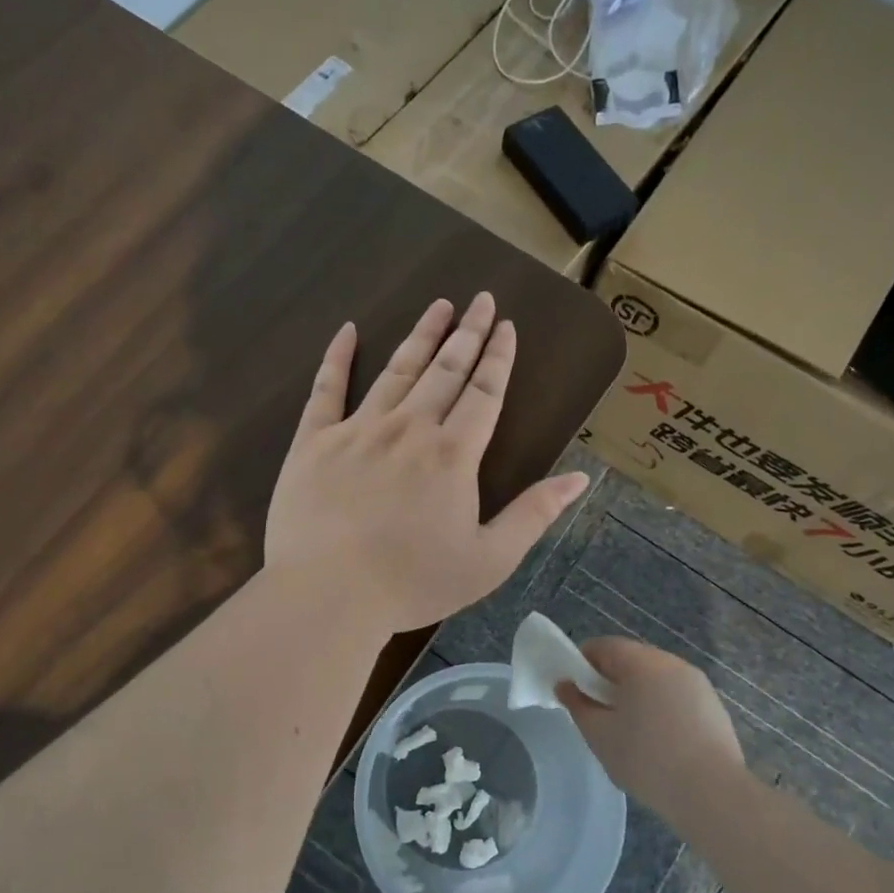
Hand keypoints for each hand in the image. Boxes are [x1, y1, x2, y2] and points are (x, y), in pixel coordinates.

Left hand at [265, 293, 588, 634]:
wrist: (328, 593)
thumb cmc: (412, 583)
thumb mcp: (489, 560)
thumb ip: (534, 515)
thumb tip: (579, 478)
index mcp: (453, 455)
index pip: (484, 393)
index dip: (498, 357)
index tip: (506, 325)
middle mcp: (409, 429)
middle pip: (445, 370)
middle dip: (467, 333)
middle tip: (480, 299)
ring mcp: (358, 430)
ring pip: (396, 371)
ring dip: (420, 336)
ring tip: (438, 306)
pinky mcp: (313, 441)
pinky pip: (326, 389)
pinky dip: (337, 358)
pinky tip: (346, 331)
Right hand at [558, 638, 744, 819]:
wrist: (713, 795)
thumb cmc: (647, 759)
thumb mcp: (599, 734)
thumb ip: (577, 704)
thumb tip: (565, 685)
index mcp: (641, 662)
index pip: (602, 646)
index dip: (581, 664)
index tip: (574, 692)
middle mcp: (671, 663)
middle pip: (630, 660)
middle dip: (609, 680)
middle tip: (599, 714)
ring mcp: (697, 684)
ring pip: (655, 679)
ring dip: (637, 694)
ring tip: (629, 731)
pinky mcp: (713, 707)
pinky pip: (676, 696)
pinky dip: (661, 708)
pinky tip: (659, 742)